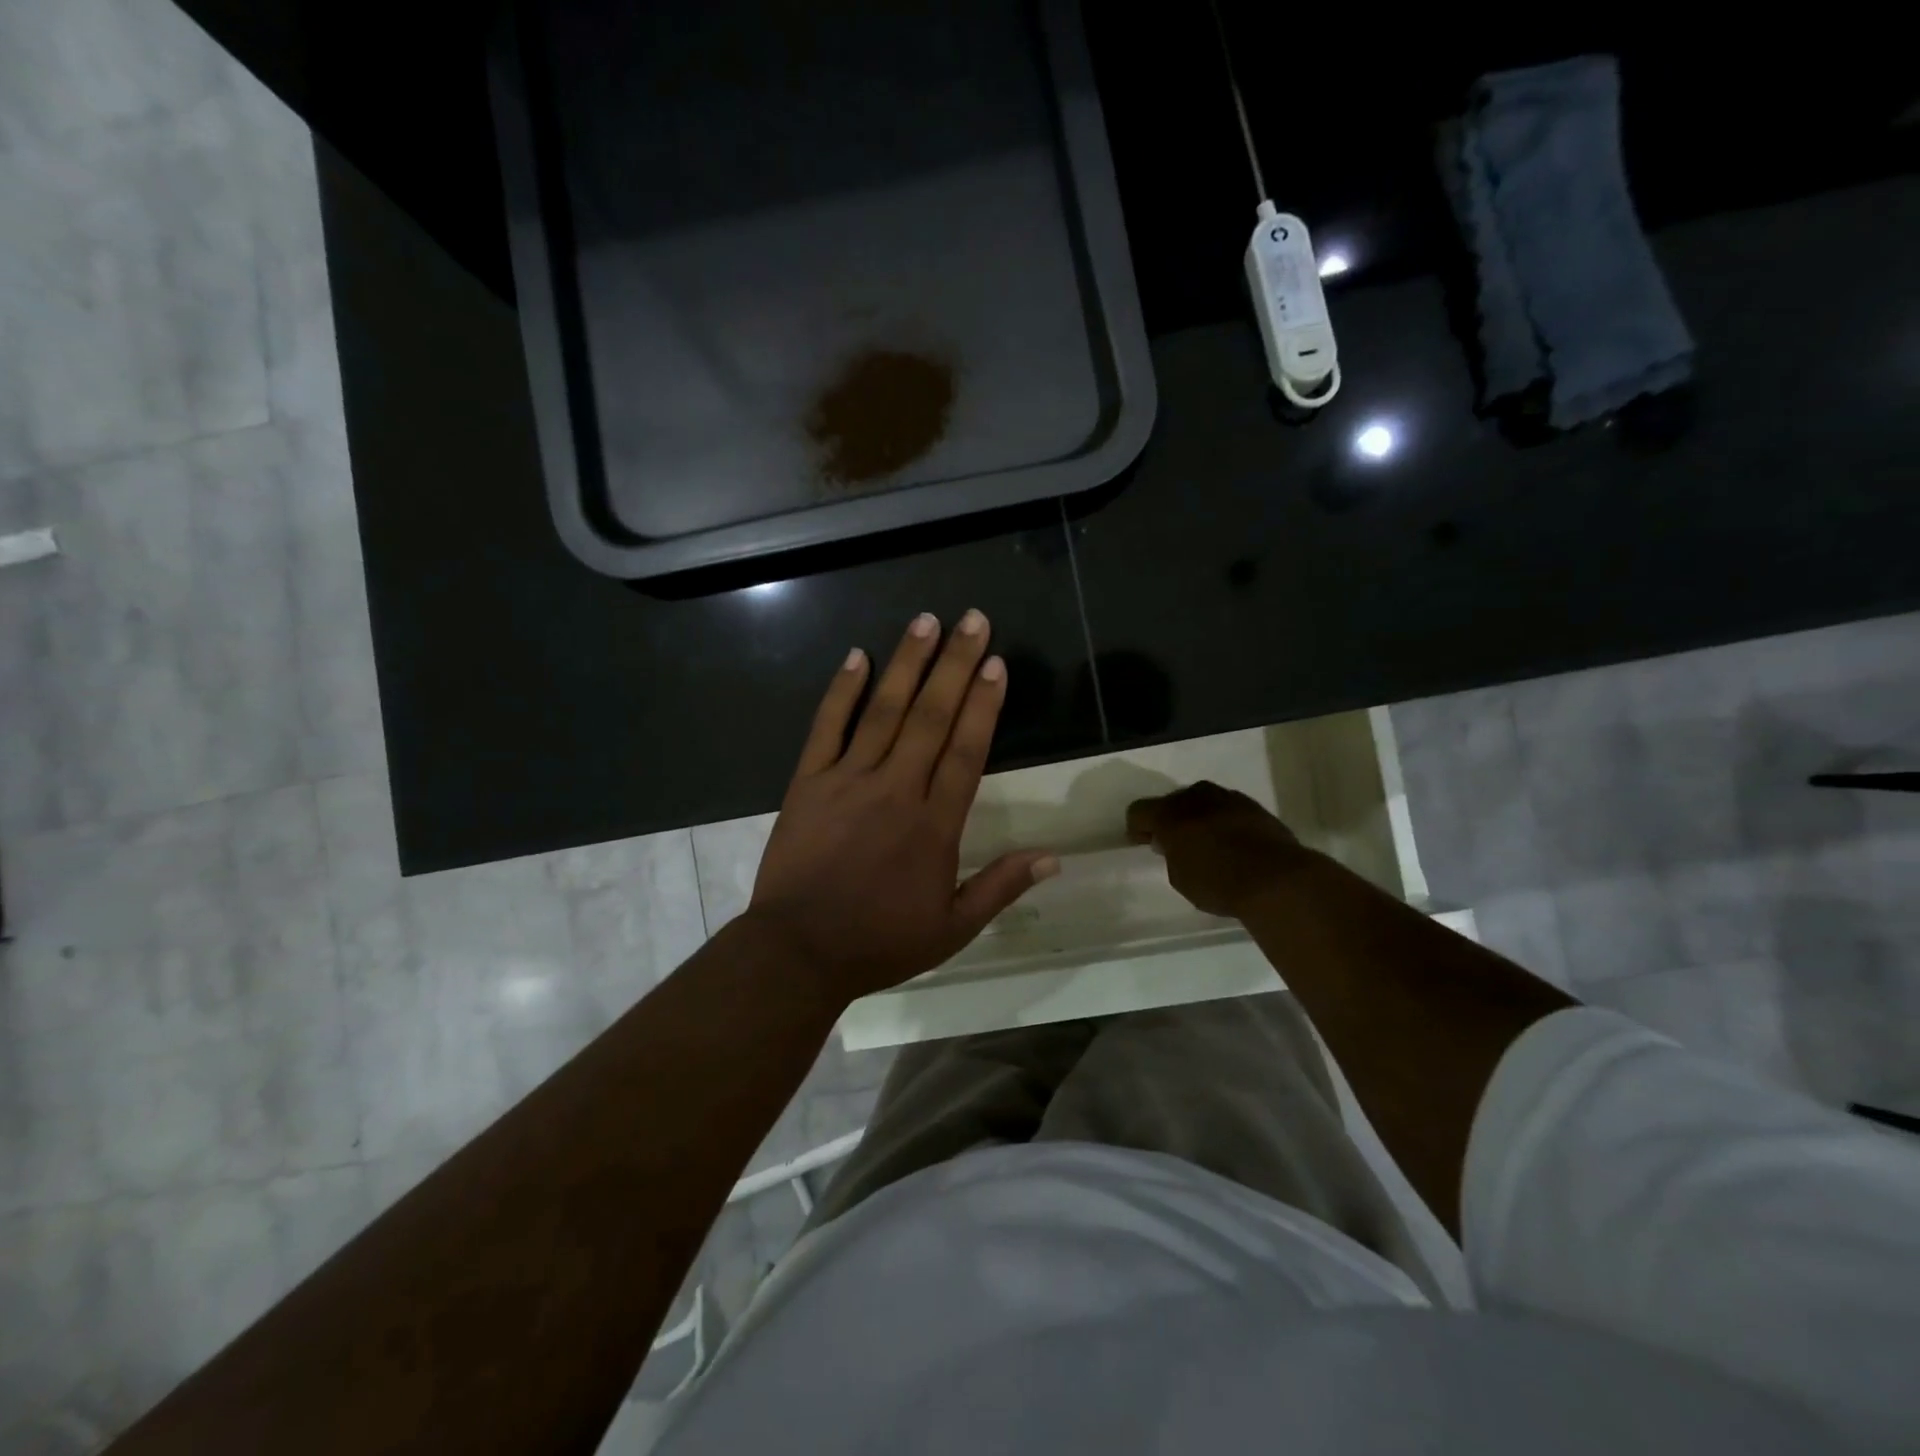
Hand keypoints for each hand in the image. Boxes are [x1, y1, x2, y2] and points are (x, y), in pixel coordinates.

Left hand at [748, 610, 1058, 1004]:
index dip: (983, 704)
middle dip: (954, 664)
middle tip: (972, 619)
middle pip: (931, 717)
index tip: (996, 662)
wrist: (798, 951)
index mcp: (934, 824)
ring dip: (907, 663)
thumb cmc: (879, 941)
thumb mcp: (952, 928)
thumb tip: (1055, 859)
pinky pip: (826, 728)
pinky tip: (857, 656)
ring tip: (926, 621)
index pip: (967, 750)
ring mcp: (847, 781)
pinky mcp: (807, 782)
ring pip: (883, 711)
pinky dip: (841, 691)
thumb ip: (1001, 887)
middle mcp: (895, 789)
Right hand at [1125, 781, 1307, 918]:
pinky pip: (1228, 810)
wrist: (1276, 878)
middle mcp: (1196, 797)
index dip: (1137, 828)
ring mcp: (1228, 798)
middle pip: (1172, 802)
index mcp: (1169, 813)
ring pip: (1202, 802)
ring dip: (1199, 818)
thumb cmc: (1218, 882)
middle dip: (1170, 820)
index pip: (1138, 811)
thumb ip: (1171, 855)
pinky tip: (1232, 843)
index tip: (1143, 843)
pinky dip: (1224, 822)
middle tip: (1175, 844)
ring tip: (1206, 843)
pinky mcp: (1255, 806)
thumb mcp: (1180, 877)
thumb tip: (1173, 844)